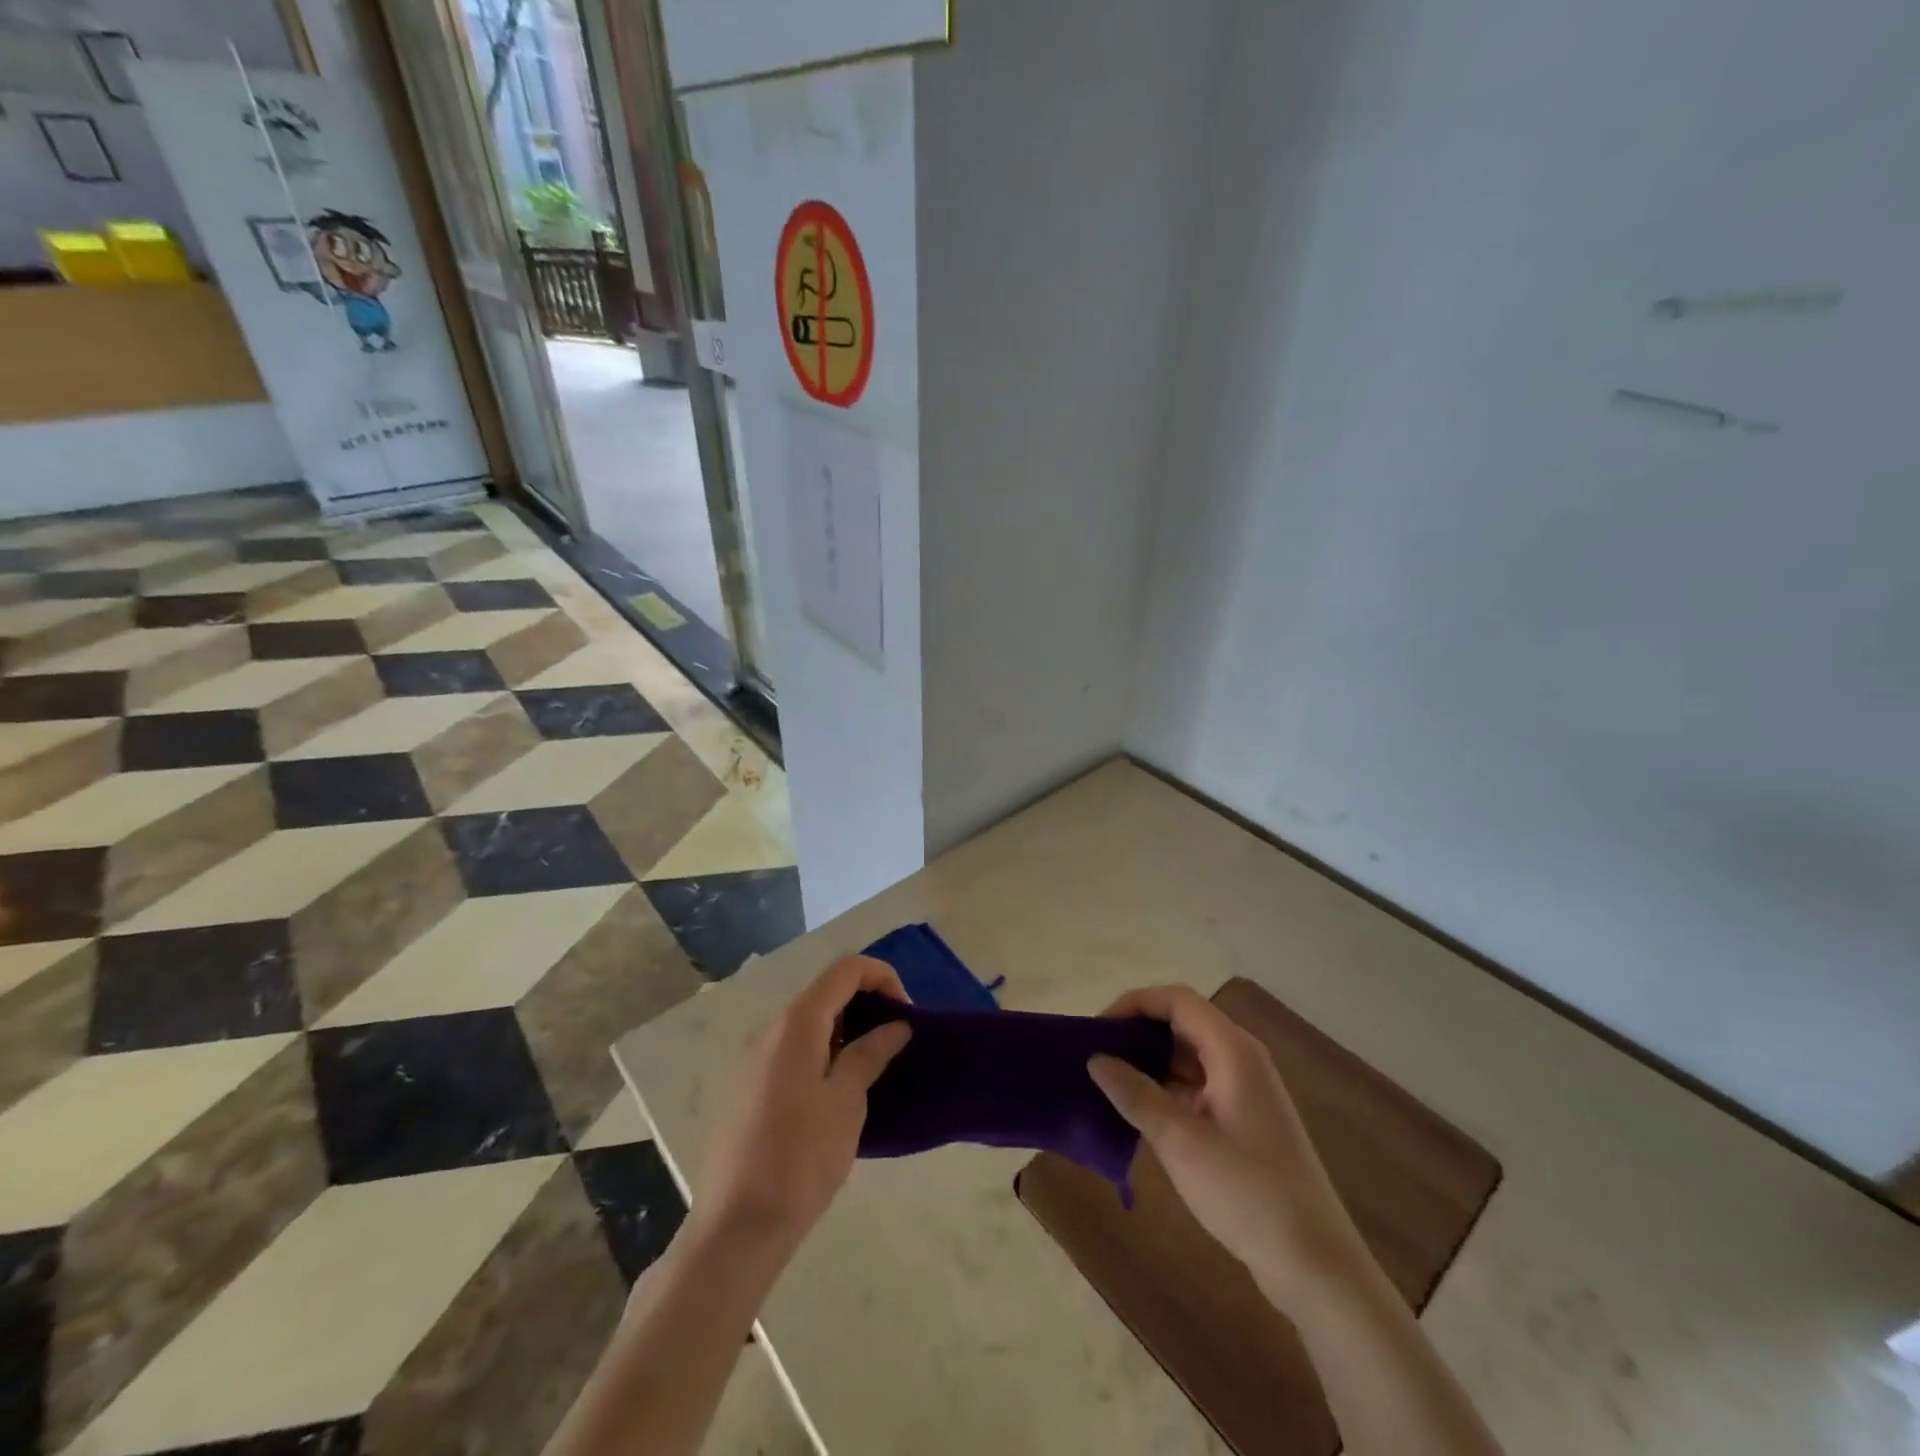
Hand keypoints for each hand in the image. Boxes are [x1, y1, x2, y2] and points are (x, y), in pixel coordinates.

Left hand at [697, 956, 911, 1250]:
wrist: (736, 1227)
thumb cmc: (800, 1159)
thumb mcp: (846, 1102)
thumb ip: (870, 1053)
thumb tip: (895, 1025)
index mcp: (796, 1024)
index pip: (845, 969)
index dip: (882, 977)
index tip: (906, 1014)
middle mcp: (770, 1029)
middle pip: (825, 992)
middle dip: (866, 1004)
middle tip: (895, 1040)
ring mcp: (754, 1058)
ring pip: (808, 1022)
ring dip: (845, 1030)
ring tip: (872, 1066)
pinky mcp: (747, 1086)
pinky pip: (792, 1049)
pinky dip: (822, 1050)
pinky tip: (838, 1090)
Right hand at [1088, 985, 1370, 1306]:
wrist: (1315, 1264)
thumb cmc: (1247, 1192)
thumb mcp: (1180, 1141)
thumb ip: (1135, 1094)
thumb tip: (1095, 1059)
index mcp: (1233, 1050)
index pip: (1177, 1000)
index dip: (1135, 1004)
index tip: (1097, 1029)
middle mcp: (1242, 1059)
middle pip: (1183, 1023)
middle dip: (1138, 1032)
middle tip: (1097, 1055)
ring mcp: (1246, 1091)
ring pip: (1189, 1056)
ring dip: (1150, 1062)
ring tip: (1109, 1081)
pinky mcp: (1246, 1120)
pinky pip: (1198, 1085)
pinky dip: (1167, 1089)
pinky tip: (1139, 1112)